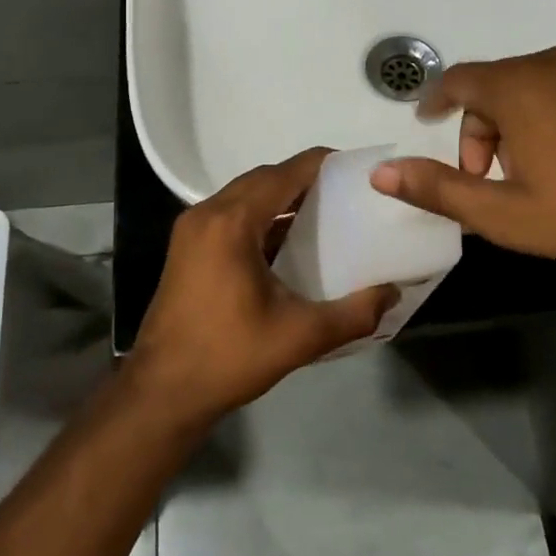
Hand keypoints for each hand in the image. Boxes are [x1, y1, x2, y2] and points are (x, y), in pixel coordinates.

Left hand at [129, 149, 397, 424]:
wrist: (162, 391)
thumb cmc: (228, 357)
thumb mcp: (300, 337)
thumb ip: (354, 313)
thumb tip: (393, 292)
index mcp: (232, 222)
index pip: (285, 173)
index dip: (322, 164)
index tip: (357, 169)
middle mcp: (208, 213)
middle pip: (264, 178)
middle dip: (304, 179)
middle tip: (347, 194)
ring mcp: (192, 229)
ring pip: (245, 195)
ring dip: (281, 198)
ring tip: (325, 214)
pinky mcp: (187, 247)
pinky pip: (231, 214)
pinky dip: (261, 217)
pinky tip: (288, 241)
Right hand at [369, 45, 555, 293]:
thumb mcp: (504, 213)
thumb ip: (438, 189)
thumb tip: (381, 174)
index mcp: (518, 86)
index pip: (457, 81)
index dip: (434, 103)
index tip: (425, 126)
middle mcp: (552, 65)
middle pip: (492, 87)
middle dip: (477, 131)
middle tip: (485, 180)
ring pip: (528, 90)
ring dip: (511, 127)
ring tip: (527, 179)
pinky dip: (545, 120)